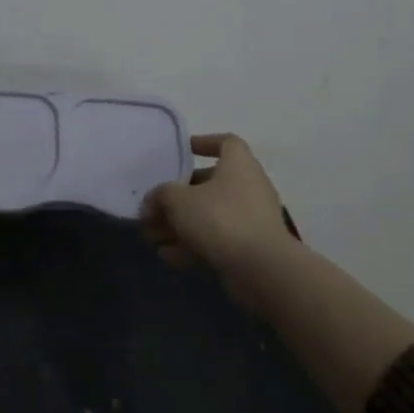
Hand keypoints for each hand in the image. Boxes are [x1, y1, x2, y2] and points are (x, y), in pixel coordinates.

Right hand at [140, 134, 296, 296]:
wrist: (262, 269)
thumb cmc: (220, 219)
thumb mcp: (178, 200)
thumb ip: (160, 196)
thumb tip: (151, 203)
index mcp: (239, 165)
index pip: (226, 142)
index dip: (203, 142)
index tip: (181, 152)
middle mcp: (249, 187)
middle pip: (209, 184)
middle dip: (178, 197)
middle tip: (153, 207)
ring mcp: (252, 219)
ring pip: (210, 215)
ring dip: (180, 225)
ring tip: (152, 237)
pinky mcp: (250, 248)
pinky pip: (217, 240)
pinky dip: (193, 246)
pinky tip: (168, 257)